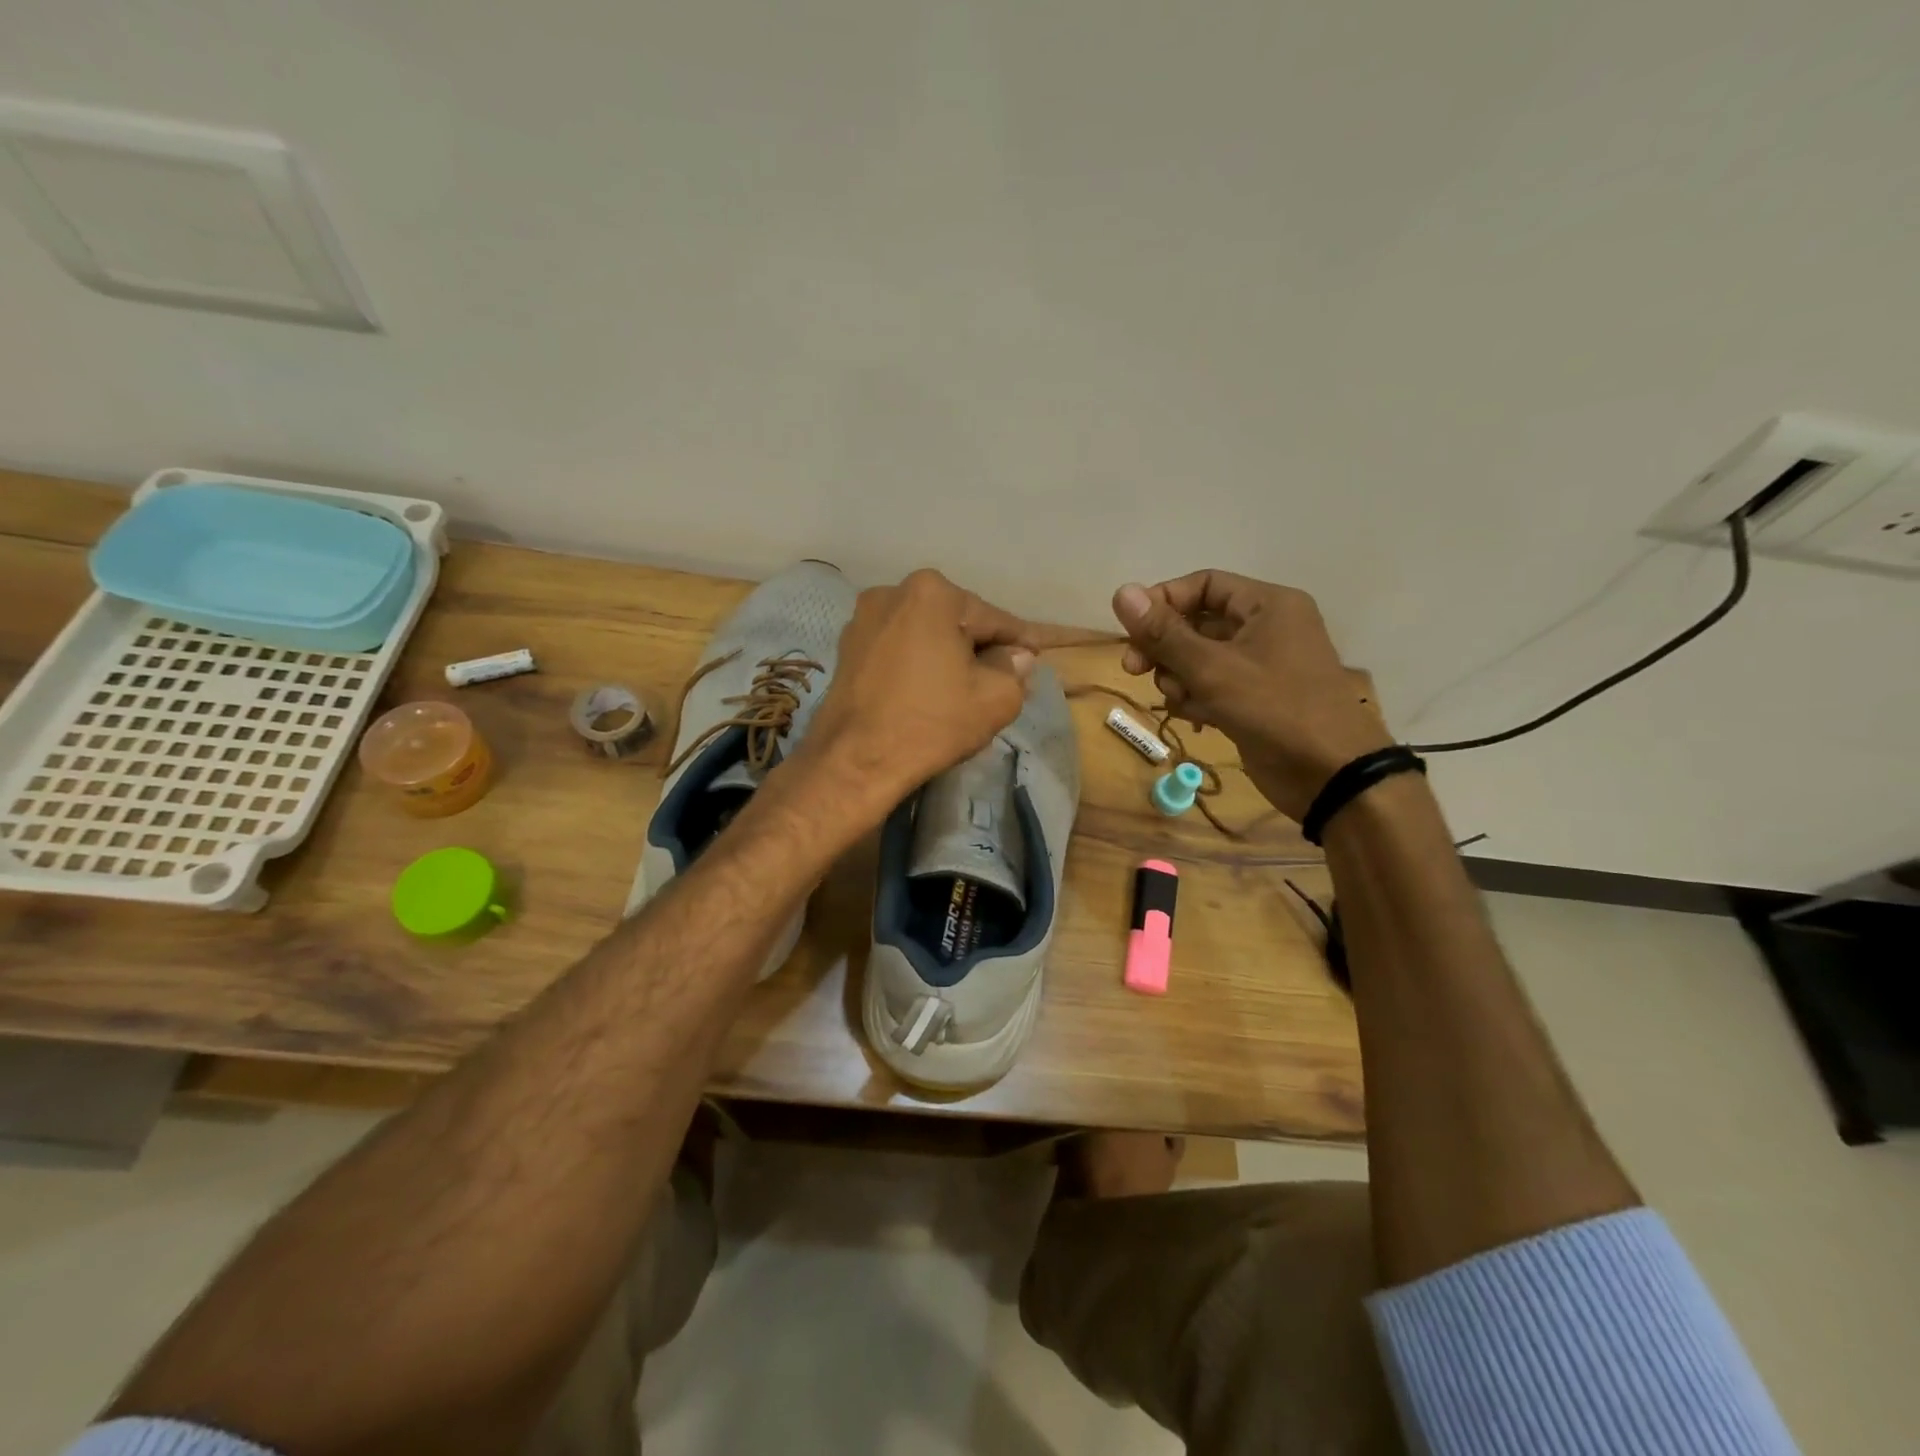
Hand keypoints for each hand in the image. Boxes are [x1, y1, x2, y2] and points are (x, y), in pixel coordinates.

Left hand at [800, 569, 1036, 814]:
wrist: (855, 760)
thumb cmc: (931, 723)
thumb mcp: (995, 698)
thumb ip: (1014, 668)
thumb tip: (1017, 656)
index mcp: (932, 593)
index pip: (993, 618)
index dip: (1019, 641)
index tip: (1036, 656)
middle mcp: (892, 593)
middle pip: (955, 621)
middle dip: (979, 646)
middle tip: (1002, 676)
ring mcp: (863, 620)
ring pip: (924, 635)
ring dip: (946, 654)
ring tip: (964, 687)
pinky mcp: (846, 649)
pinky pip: (897, 650)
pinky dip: (916, 664)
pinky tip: (927, 691)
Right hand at [1113, 571, 1390, 821]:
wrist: (1330, 775)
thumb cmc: (1274, 708)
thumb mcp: (1213, 668)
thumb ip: (1164, 633)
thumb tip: (1121, 591)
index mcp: (1267, 605)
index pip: (1204, 584)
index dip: (1164, 601)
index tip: (1132, 630)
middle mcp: (1266, 628)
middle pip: (1197, 623)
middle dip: (1164, 647)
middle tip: (1134, 669)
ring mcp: (1261, 667)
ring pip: (1200, 659)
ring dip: (1178, 678)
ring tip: (1180, 700)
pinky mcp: (1254, 700)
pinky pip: (1212, 686)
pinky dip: (1196, 698)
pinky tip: (1195, 719)